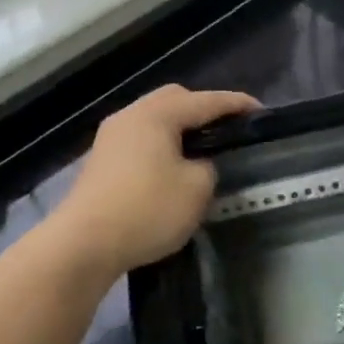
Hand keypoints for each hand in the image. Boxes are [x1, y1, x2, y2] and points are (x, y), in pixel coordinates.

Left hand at [52, 85, 257, 279]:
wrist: (83, 244)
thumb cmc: (147, 209)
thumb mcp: (197, 188)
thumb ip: (208, 166)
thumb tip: (198, 163)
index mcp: (157, 114)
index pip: (206, 101)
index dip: (236, 104)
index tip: (261, 112)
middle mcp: (131, 116)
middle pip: (175, 99)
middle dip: (204, 108)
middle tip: (228, 127)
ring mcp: (111, 138)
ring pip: (154, 119)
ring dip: (180, 128)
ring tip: (203, 146)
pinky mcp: (101, 162)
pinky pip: (141, 140)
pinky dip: (162, 144)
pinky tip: (173, 166)